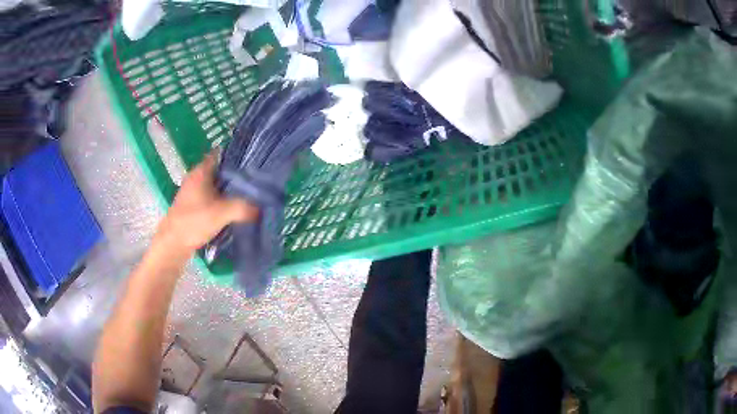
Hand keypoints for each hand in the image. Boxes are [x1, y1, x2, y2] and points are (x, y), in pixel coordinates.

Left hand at [153, 153, 257, 258]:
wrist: (172, 245)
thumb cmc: (193, 222)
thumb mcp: (221, 213)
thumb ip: (243, 207)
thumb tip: (261, 208)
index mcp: (201, 171)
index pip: (222, 154)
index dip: (238, 155)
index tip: (255, 161)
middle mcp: (197, 177)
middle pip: (221, 170)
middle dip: (238, 175)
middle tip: (257, 180)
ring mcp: (194, 192)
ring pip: (217, 185)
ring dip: (230, 190)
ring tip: (250, 195)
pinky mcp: (193, 206)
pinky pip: (213, 198)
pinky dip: (223, 201)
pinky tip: (235, 209)